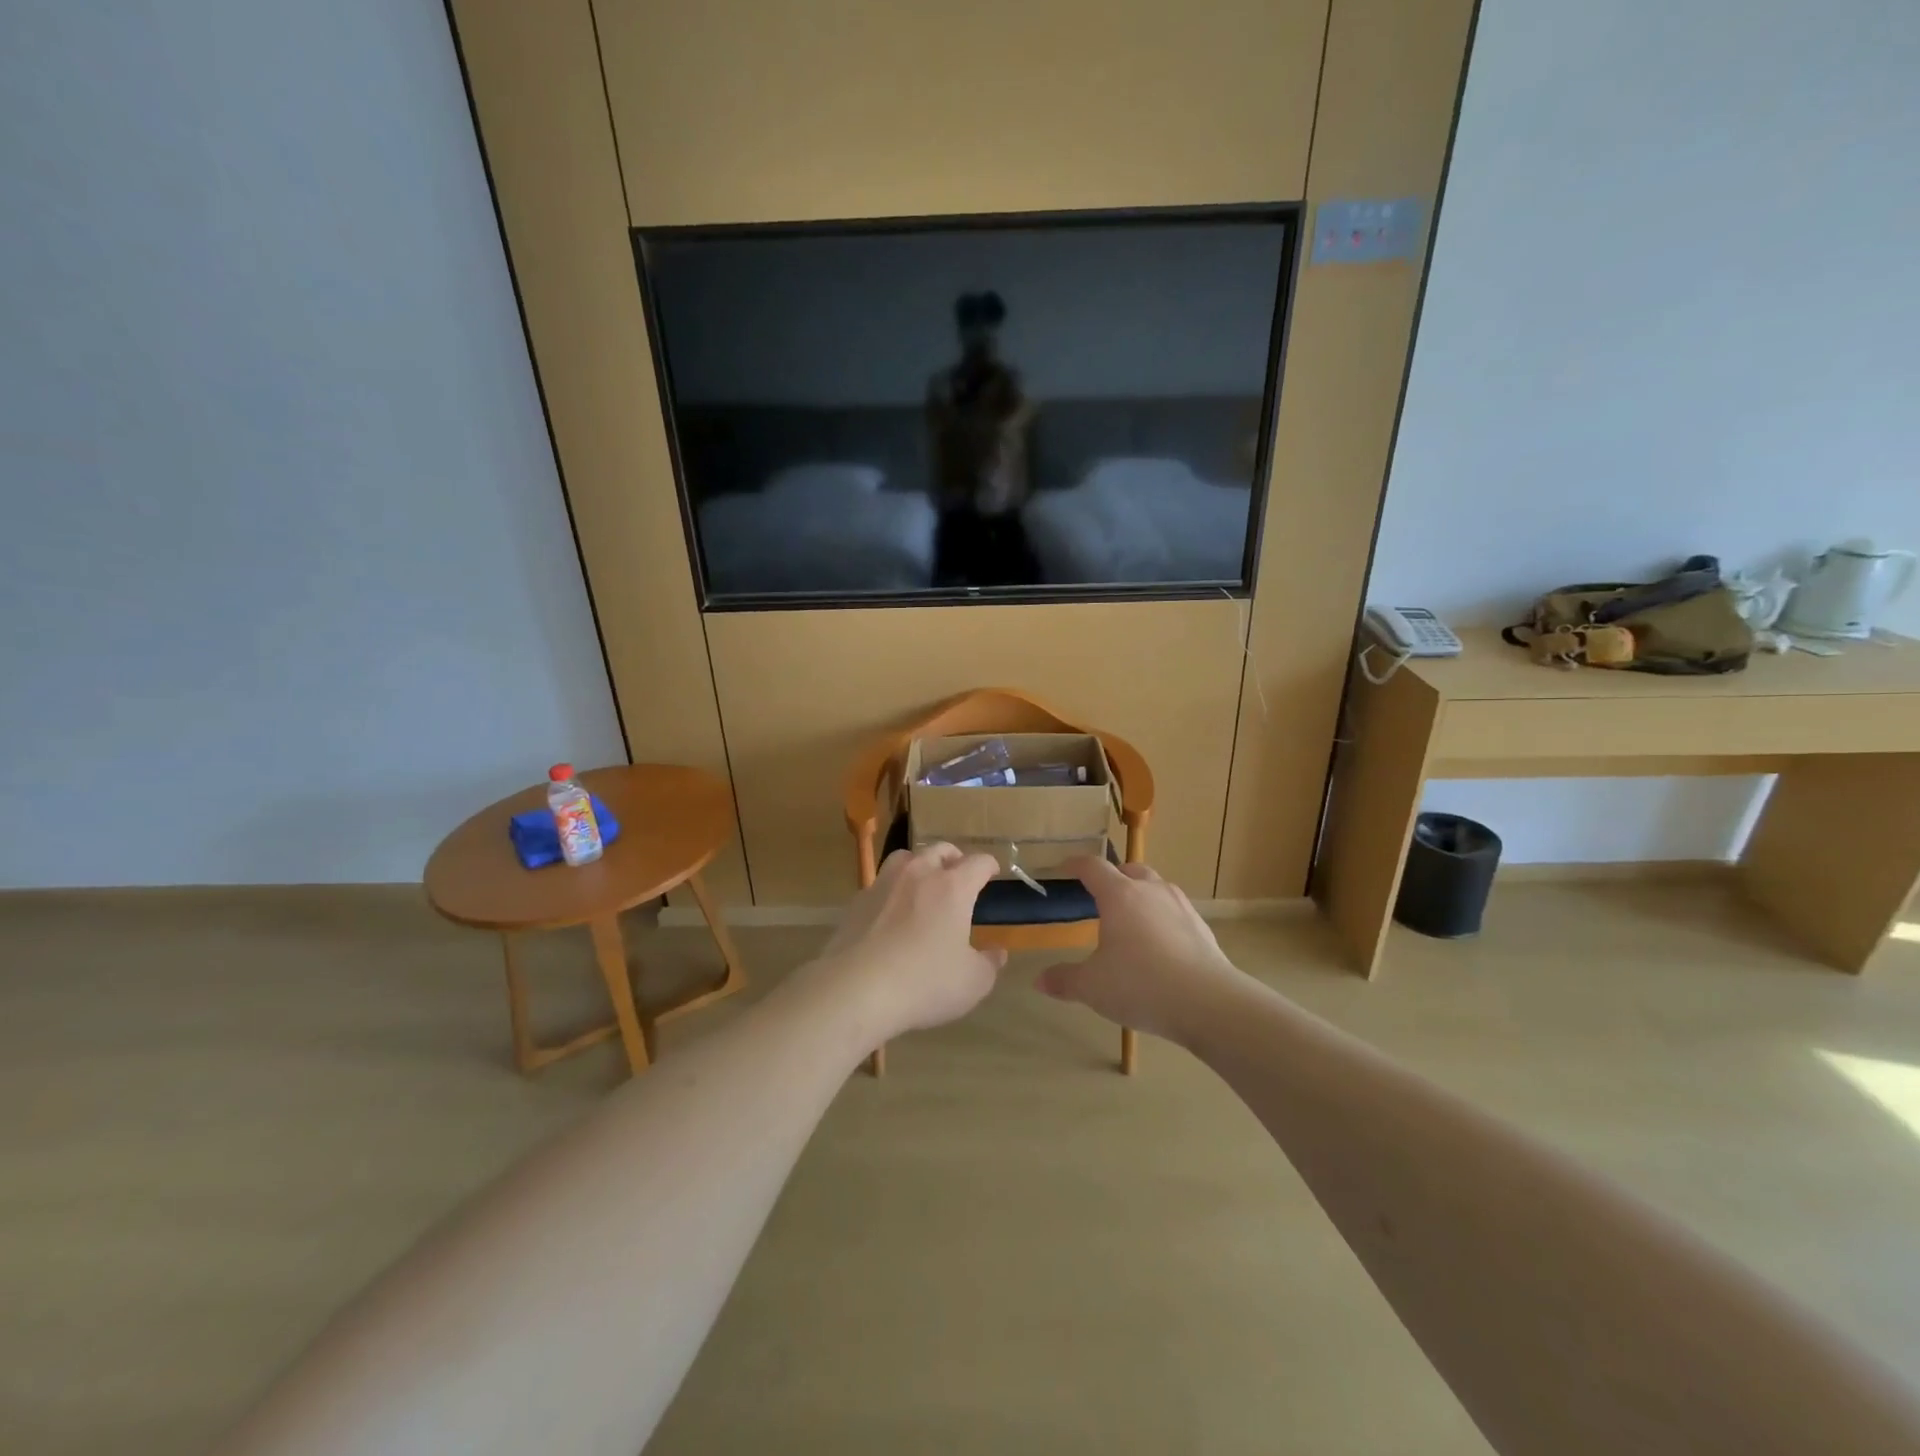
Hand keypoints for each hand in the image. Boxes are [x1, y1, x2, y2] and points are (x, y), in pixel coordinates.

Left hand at [803, 843, 1005, 1045]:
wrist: (856, 989)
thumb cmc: (924, 982)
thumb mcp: (972, 982)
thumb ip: (989, 964)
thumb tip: (997, 953)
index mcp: (952, 887)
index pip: (978, 863)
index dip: (989, 866)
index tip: (992, 872)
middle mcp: (918, 874)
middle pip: (939, 850)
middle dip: (954, 858)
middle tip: (959, 873)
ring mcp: (883, 884)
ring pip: (905, 858)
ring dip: (919, 864)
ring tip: (923, 882)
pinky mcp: (857, 902)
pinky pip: (880, 884)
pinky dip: (891, 890)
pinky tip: (891, 911)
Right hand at [1034, 857, 1247, 1045]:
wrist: (1208, 1002)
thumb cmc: (1140, 985)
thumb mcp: (1093, 987)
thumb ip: (1065, 980)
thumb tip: (1039, 980)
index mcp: (1119, 895)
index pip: (1092, 867)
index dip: (1075, 864)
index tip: (1064, 868)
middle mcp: (1151, 891)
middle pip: (1129, 871)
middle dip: (1113, 877)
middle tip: (1100, 894)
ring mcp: (1180, 907)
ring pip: (1156, 888)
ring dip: (1140, 896)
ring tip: (1131, 920)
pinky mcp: (1201, 928)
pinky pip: (1175, 912)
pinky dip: (1162, 919)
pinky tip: (1160, 945)